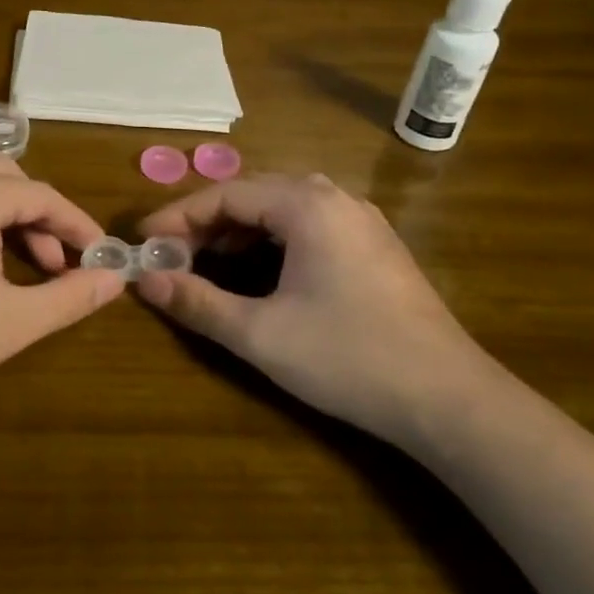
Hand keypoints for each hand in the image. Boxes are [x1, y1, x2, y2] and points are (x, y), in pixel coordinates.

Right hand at [135, 174, 493, 444]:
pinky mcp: (373, 246)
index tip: (144, 242)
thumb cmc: (348, 358)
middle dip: (205, 222)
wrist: (449, 400)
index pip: (225, 194)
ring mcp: (360, 220)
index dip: (178, 217)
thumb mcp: (260, 334)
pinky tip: (258, 271)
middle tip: (171, 255)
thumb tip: (145, 281)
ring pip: (281, 208)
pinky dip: (270, 240)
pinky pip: (307, 224)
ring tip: (205, 261)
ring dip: (237, 231)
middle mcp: (335, 198)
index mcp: (307, 205)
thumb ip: (197, 302)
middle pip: (253, 194)